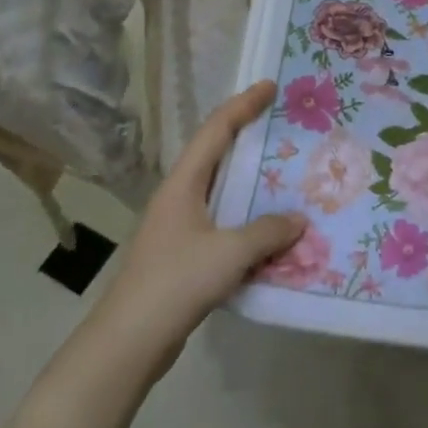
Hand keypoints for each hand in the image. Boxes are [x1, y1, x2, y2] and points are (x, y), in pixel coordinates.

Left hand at [90, 81, 303, 374]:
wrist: (129, 341)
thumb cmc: (176, 282)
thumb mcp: (230, 253)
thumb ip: (267, 232)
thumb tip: (298, 220)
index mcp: (183, 184)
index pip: (215, 131)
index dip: (243, 105)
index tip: (269, 86)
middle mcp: (178, 197)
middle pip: (215, 155)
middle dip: (247, 136)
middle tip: (282, 125)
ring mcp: (178, 227)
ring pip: (219, 191)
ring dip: (249, 181)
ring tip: (283, 173)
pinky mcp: (182, 255)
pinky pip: (222, 223)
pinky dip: (246, 218)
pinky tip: (269, 229)